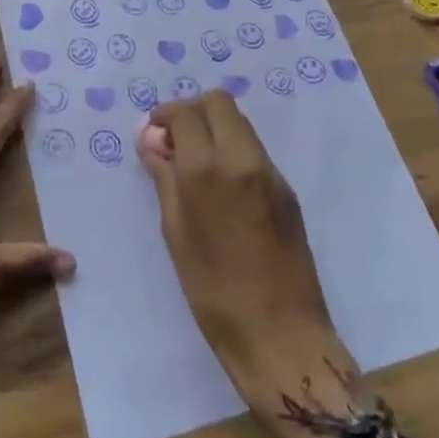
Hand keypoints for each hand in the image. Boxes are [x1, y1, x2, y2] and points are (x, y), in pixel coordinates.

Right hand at [137, 91, 371, 437]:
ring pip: (240, 122)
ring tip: (198, 164)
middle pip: (219, 102)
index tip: (154, 134)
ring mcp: (270, 171)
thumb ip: (164, 179)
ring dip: (215, 128)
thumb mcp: (175, 234)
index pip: (185, 112)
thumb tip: (151, 142)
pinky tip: (224, 186)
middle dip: (193, 111)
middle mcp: (241, 158)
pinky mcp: (287, 189)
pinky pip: (255, 150)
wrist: (281, 334)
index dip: (165, 116)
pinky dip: (234, 150)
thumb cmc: (213, 292)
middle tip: (176, 141)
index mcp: (206, 169)